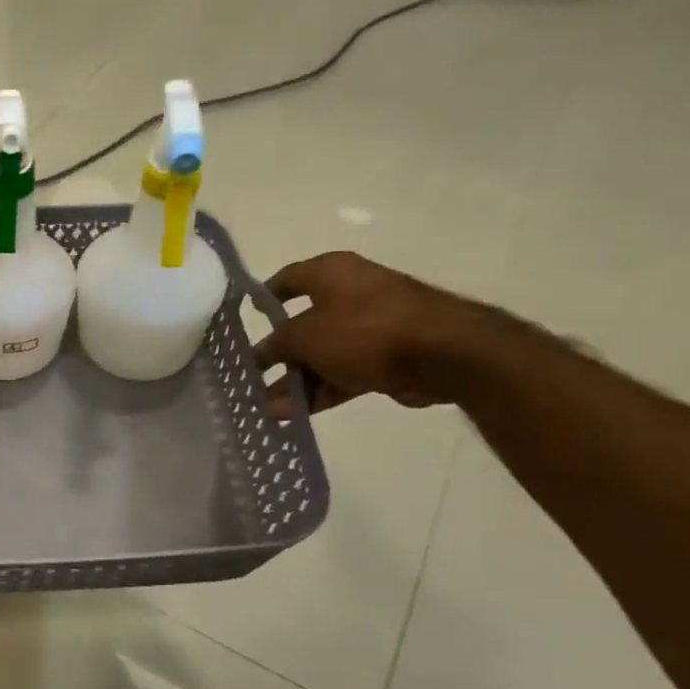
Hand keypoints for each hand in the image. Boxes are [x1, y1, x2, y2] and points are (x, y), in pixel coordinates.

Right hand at [255, 252, 488, 413]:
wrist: (444, 354)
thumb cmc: (364, 330)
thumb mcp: (304, 336)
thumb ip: (276, 345)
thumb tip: (261, 354)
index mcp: (330, 273)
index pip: (286, 280)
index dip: (264, 299)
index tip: (245, 321)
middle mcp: (350, 293)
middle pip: (302, 325)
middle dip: (278, 356)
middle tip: (253, 379)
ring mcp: (371, 326)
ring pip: (323, 355)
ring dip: (296, 381)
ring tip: (270, 410)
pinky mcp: (388, 356)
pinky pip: (344, 372)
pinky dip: (322, 390)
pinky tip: (296, 415)